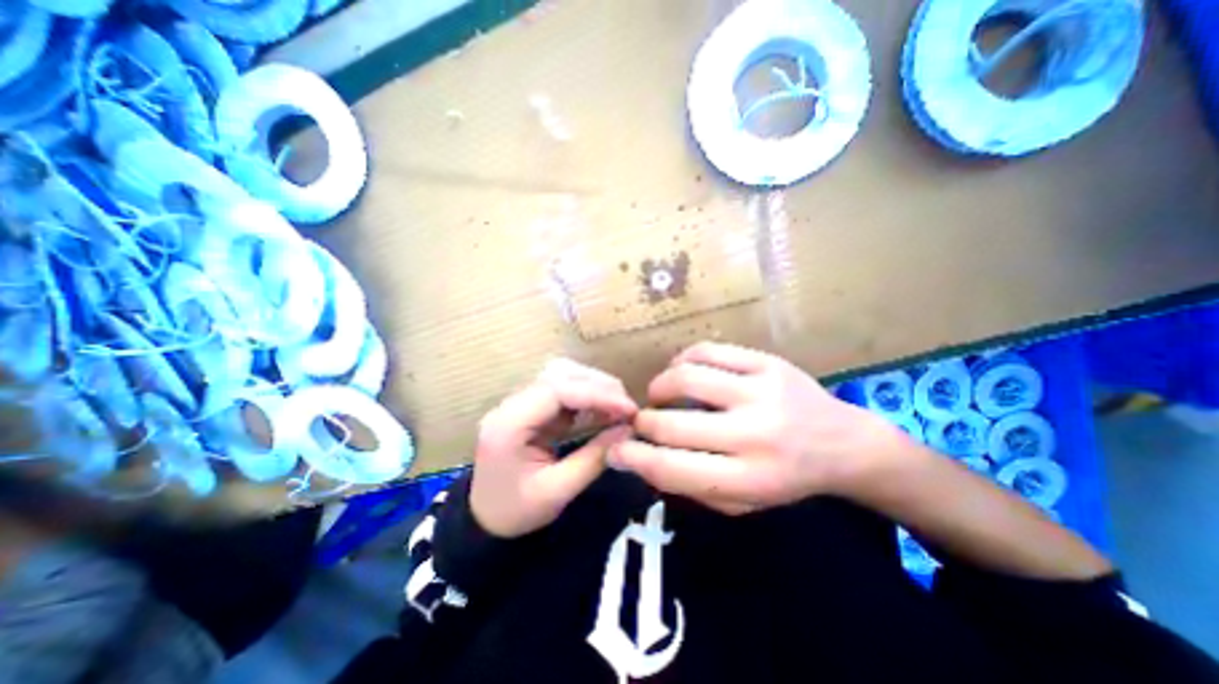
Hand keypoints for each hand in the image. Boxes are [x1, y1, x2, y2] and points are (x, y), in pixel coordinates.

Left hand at [470, 359, 638, 538]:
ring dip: (594, 386)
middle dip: (598, 387)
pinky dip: (587, 395)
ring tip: (618, 406)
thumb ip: (594, 458)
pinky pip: (563, 389)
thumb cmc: (517, 511)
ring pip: (562, 375)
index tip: (628, 409)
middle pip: (559, 375)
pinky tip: (603, 408)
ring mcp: (520, 401)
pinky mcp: (531, 405)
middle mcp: (511, 404)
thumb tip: (628, 429)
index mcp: (509, 424)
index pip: (556, 391)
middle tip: (627, 408)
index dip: (596, 394)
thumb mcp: (558, 492)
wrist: (487, 518)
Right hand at [609, 341, 902, 512]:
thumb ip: (691, 484)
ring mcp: (762, 391)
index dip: (634, 459)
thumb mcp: (742, 501)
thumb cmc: (787, 478)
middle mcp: (755, 435)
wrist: (844, 443)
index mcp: (750, 479)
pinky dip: (683, 360)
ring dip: (660, 386)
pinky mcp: (766, 362)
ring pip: (686, 378)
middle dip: (644, 423)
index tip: (616, 450)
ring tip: (660, 393)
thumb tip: (640, 458)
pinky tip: (682, 370)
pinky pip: (707, 351)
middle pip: (672, 425)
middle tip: (642, 421)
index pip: (672, 469)